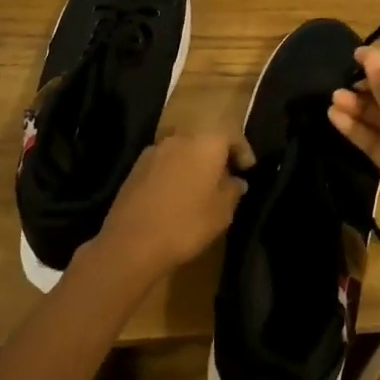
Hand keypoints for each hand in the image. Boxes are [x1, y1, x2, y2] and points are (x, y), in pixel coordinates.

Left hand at [92, 131, 249, 284]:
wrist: (131, 243)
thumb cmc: (186, 224)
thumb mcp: (221, 212)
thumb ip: (232, 190)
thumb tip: (236, 181)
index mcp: (205, 143)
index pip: (231, 136)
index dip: (242, 151)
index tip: (248, 168)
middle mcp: (179, 139)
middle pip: (204, 141)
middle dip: (215, 158)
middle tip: (224, 179)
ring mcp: (154, 152)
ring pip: (182, 152)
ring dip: (192, 165)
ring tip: (198, 190)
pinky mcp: (135, 168)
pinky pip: (163, 165)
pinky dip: (173, 174)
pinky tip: (174, 197)